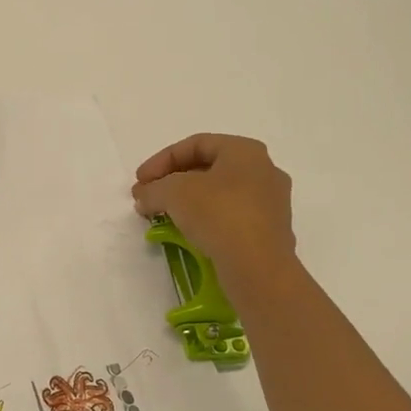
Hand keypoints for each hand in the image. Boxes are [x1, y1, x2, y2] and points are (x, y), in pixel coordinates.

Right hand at [131, 134, 297, 304]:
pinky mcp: (269, 231)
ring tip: (164, 215)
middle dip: (173, 181)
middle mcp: (264, 170)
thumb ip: (153, 189)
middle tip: (149, 196)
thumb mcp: (174, 193)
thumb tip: (144, 196)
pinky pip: (231, 216)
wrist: (258, 267)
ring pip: (220, 194)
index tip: (140, 181)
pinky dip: (206, 219)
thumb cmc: (219, 214)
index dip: (161, 160)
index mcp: (245, 150)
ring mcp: (271, 202)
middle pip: (209, 168)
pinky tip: (188, 233)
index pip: (195, 144)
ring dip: (188, 201)